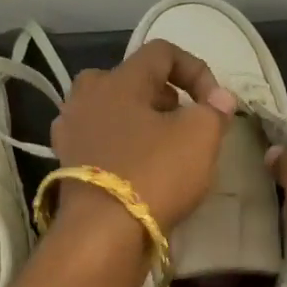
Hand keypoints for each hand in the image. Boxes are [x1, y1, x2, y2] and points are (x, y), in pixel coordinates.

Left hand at [48, 40, 237, 240]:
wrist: (103, 234)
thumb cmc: (154, 174)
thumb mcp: (200, 136)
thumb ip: (214, 110)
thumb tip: (219, 99)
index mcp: (117, 79)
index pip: (161, 52)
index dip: (196, 69)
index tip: (215, 103)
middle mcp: (86, 97)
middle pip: (130, 80)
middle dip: (164, 95)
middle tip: (184, 120)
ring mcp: (71, 131)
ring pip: (112, 111)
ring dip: (141, 122)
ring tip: (165, 146)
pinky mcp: (67, 165)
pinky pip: (101, 142)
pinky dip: (122, 147)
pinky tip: (141, 169)